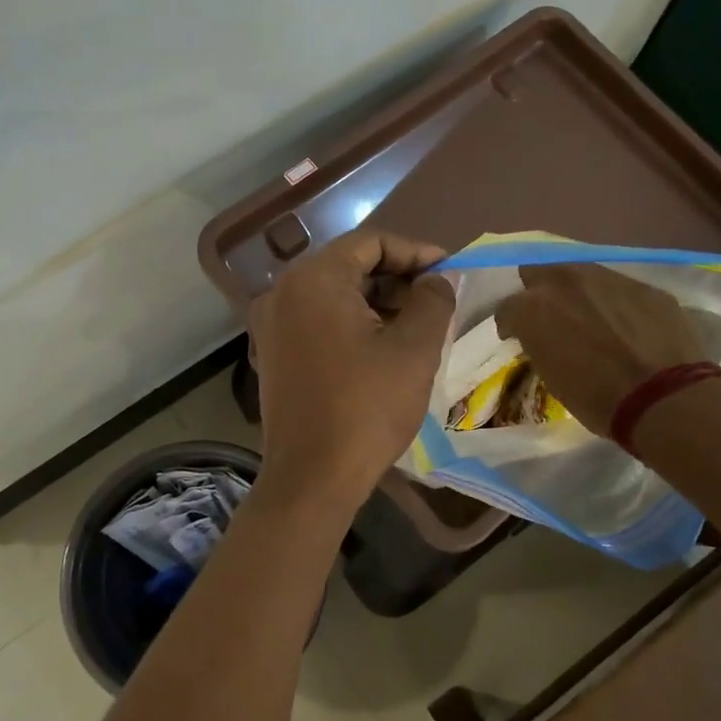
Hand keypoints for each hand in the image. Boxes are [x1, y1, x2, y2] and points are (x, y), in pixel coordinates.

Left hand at [248, 230, 456, 511]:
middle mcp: (282, 291)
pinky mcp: (273, 352)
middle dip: (397, 277)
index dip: (415, 251)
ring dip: (376, 300)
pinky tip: (383, 344)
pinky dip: (351, 321)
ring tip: (416, 323)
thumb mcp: (414, 350)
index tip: (449, 270)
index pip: (370, 242)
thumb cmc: (366, 408)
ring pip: (333, 293)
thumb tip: (438, 279)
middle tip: (436, 298)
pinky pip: (317, 320)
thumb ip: (433, 300)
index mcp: (313, 279)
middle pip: (349, 265)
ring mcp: (271, 323)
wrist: (312, 478)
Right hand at [493, 263, 714, 434]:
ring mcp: (608, 278)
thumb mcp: (551, 375)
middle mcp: (565, 281)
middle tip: (550, 318)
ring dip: (577, 293)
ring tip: (590, 318)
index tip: (517, 338)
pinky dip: (615, 303)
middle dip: (539, 292)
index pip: (507, 307)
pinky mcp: (643, 285)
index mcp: (533, 307)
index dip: (511, 325)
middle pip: (538, 273)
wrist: (664, 397)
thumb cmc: (596, 398)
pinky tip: (626, 326)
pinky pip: (619, 289)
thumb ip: (539, 343)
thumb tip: (543, 336)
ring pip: (580, 274)